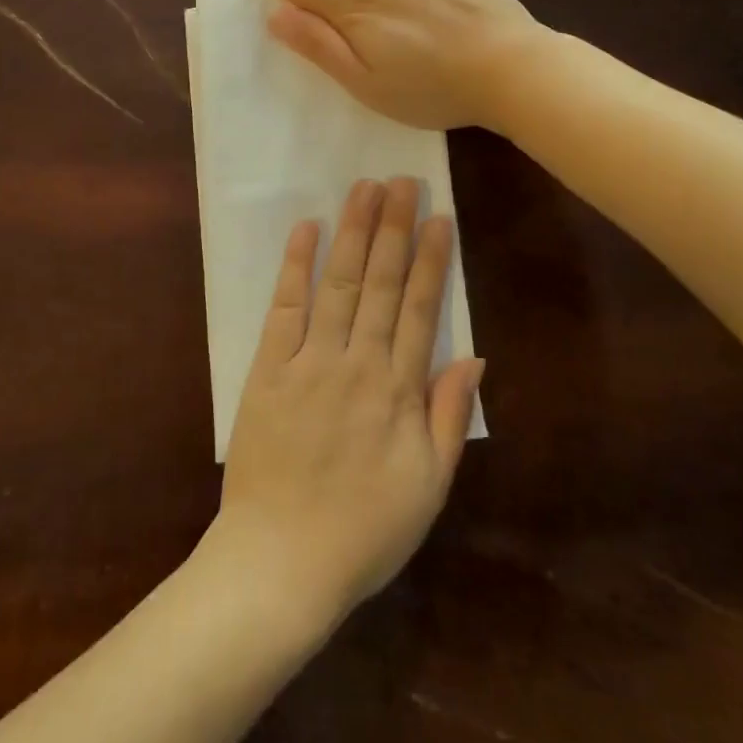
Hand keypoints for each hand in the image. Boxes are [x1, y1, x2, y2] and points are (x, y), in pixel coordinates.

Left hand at [203, 178, 484, 635]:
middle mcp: (356, 362)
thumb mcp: (428, 487)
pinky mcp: (267, 368)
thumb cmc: (363, 532)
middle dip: (394, 228)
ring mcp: (308, 360)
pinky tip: (306, 228)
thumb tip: (475, 357)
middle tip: (403, 180)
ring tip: (365, 189)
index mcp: (398, 391)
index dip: (431, 259)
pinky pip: (283, 307)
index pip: (421, 309)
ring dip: (353, 232)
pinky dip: (295, 265)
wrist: (280, 562)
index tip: (439, 216)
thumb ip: (450, 417)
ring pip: (338, 283)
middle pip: (381, 282)